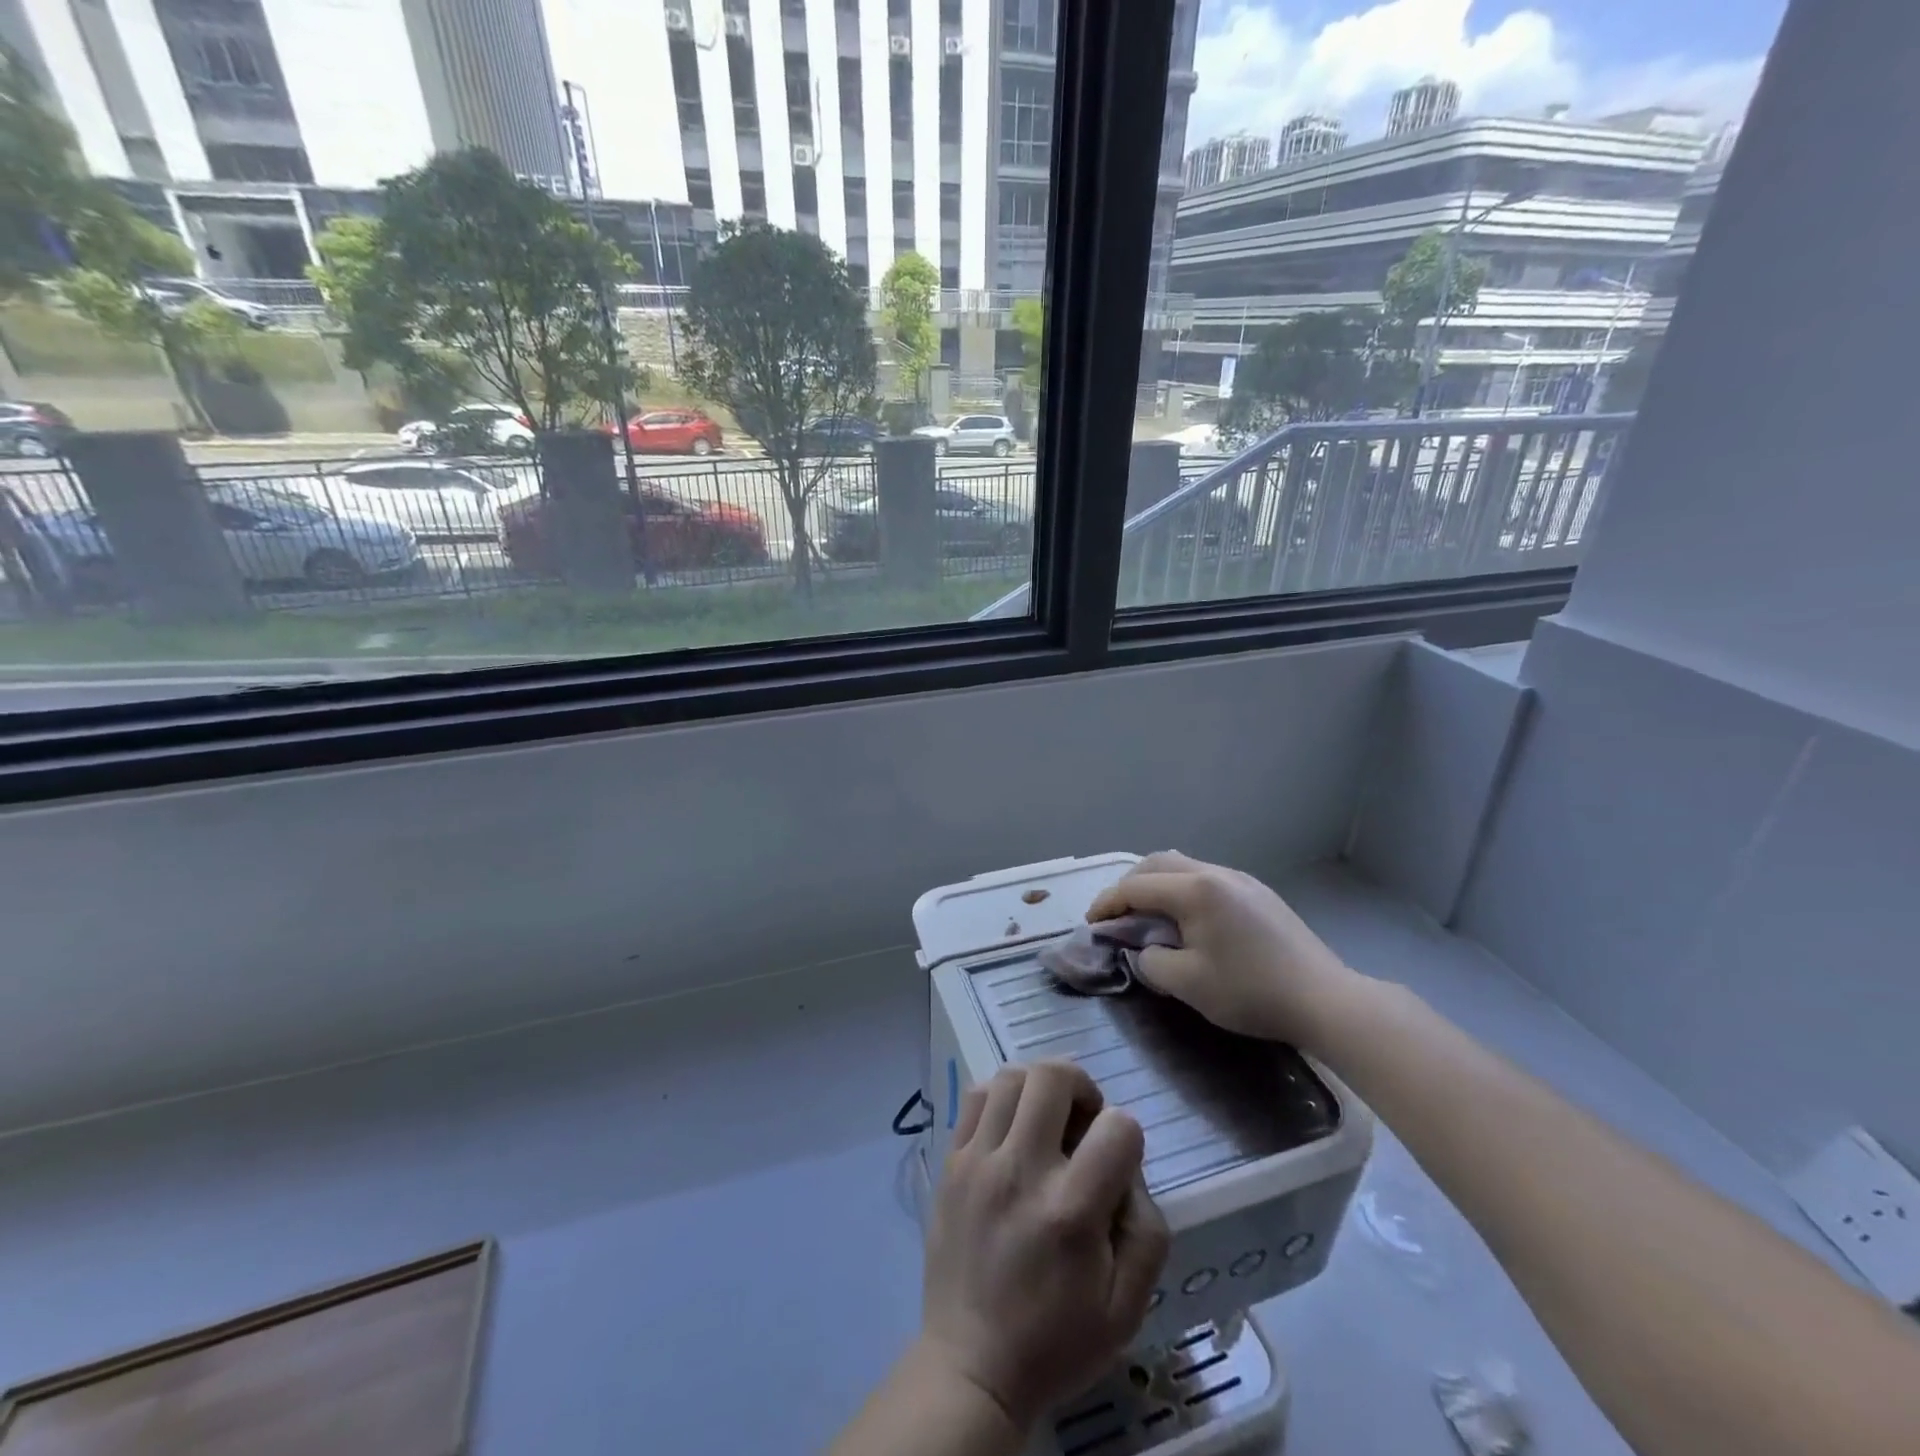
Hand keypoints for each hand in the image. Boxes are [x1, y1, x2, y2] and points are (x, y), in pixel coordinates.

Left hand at [921, 1062, 1169, 1430]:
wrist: (970, 1366)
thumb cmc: (1055, 1341)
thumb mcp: (1127, 1308)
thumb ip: (1147, 1232)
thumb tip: (1128, 1171)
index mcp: (1070, 1211)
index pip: (1118, 1126)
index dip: (1128, 1137)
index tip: (1116, 1164)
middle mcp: (1021, 1171)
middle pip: (1053, 1076)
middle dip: (1082, 1087)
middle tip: (1084, 1122)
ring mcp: (978, 1161)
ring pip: (1011, 1076)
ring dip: (1039, 1088)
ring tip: (1046, 1121)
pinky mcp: (950, 1161)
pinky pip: (975, 1096)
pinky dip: (1001, 1098)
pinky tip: (1011, 1131)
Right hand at [1087, 851, 1360, 1050]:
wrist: (1325, 999)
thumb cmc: (1251, 991)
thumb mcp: (1187, 984)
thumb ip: (1151, 961)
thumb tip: (1144, 949)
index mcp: (1195, 890)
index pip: (1136, 887)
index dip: (1107, 903)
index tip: (1092, 924)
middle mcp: (1215, 873)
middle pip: (1157, 864)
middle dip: (1129, 886)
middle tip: (1117, 915)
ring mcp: (1241, 879)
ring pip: (1184, 867)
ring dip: (1157, 885)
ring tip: (1148, 915)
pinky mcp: (1259, 893)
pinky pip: (1207, 878)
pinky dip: (1183, 891)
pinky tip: (1188, 918)